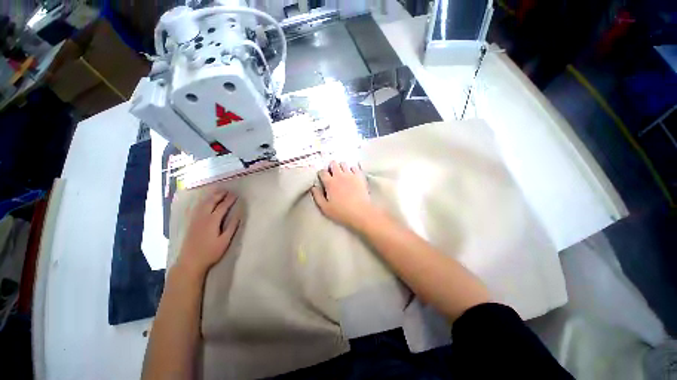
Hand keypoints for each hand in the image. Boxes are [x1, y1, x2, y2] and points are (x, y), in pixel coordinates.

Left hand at [176, 189, 240, 277]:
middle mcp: (203, 217)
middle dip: (219, 195)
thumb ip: (232, 226)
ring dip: (211, 196)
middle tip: (227, 190)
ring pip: (203, 204)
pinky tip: (204, 201)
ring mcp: (195, 220)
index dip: (229, 200)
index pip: (222, 207)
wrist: (190, 262)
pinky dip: (202, 201)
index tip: (235, 195)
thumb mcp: (225, 241)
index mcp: (212, 221)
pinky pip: (197, 208)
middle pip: (211, 202)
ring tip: (217, 191)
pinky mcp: (191, 223)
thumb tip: (239, 214)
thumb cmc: (210, 252)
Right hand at [311, 161, 376, 229]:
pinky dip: (352, 169)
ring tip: (342, 174)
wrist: (360, 212)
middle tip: (332, 174)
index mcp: (330, 183)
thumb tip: (314, 187)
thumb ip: (317, 196)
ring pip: (344, 164)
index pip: (322, 172)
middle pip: (333, 164)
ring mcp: (350, 175)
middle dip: (331, 167)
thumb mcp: (325, 208)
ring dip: (341, 167)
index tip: (322, 178)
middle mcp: (339, 176)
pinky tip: (352, 174)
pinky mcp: (360, 177)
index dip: (321, 174)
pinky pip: (355, 167)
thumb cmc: (341, 212)